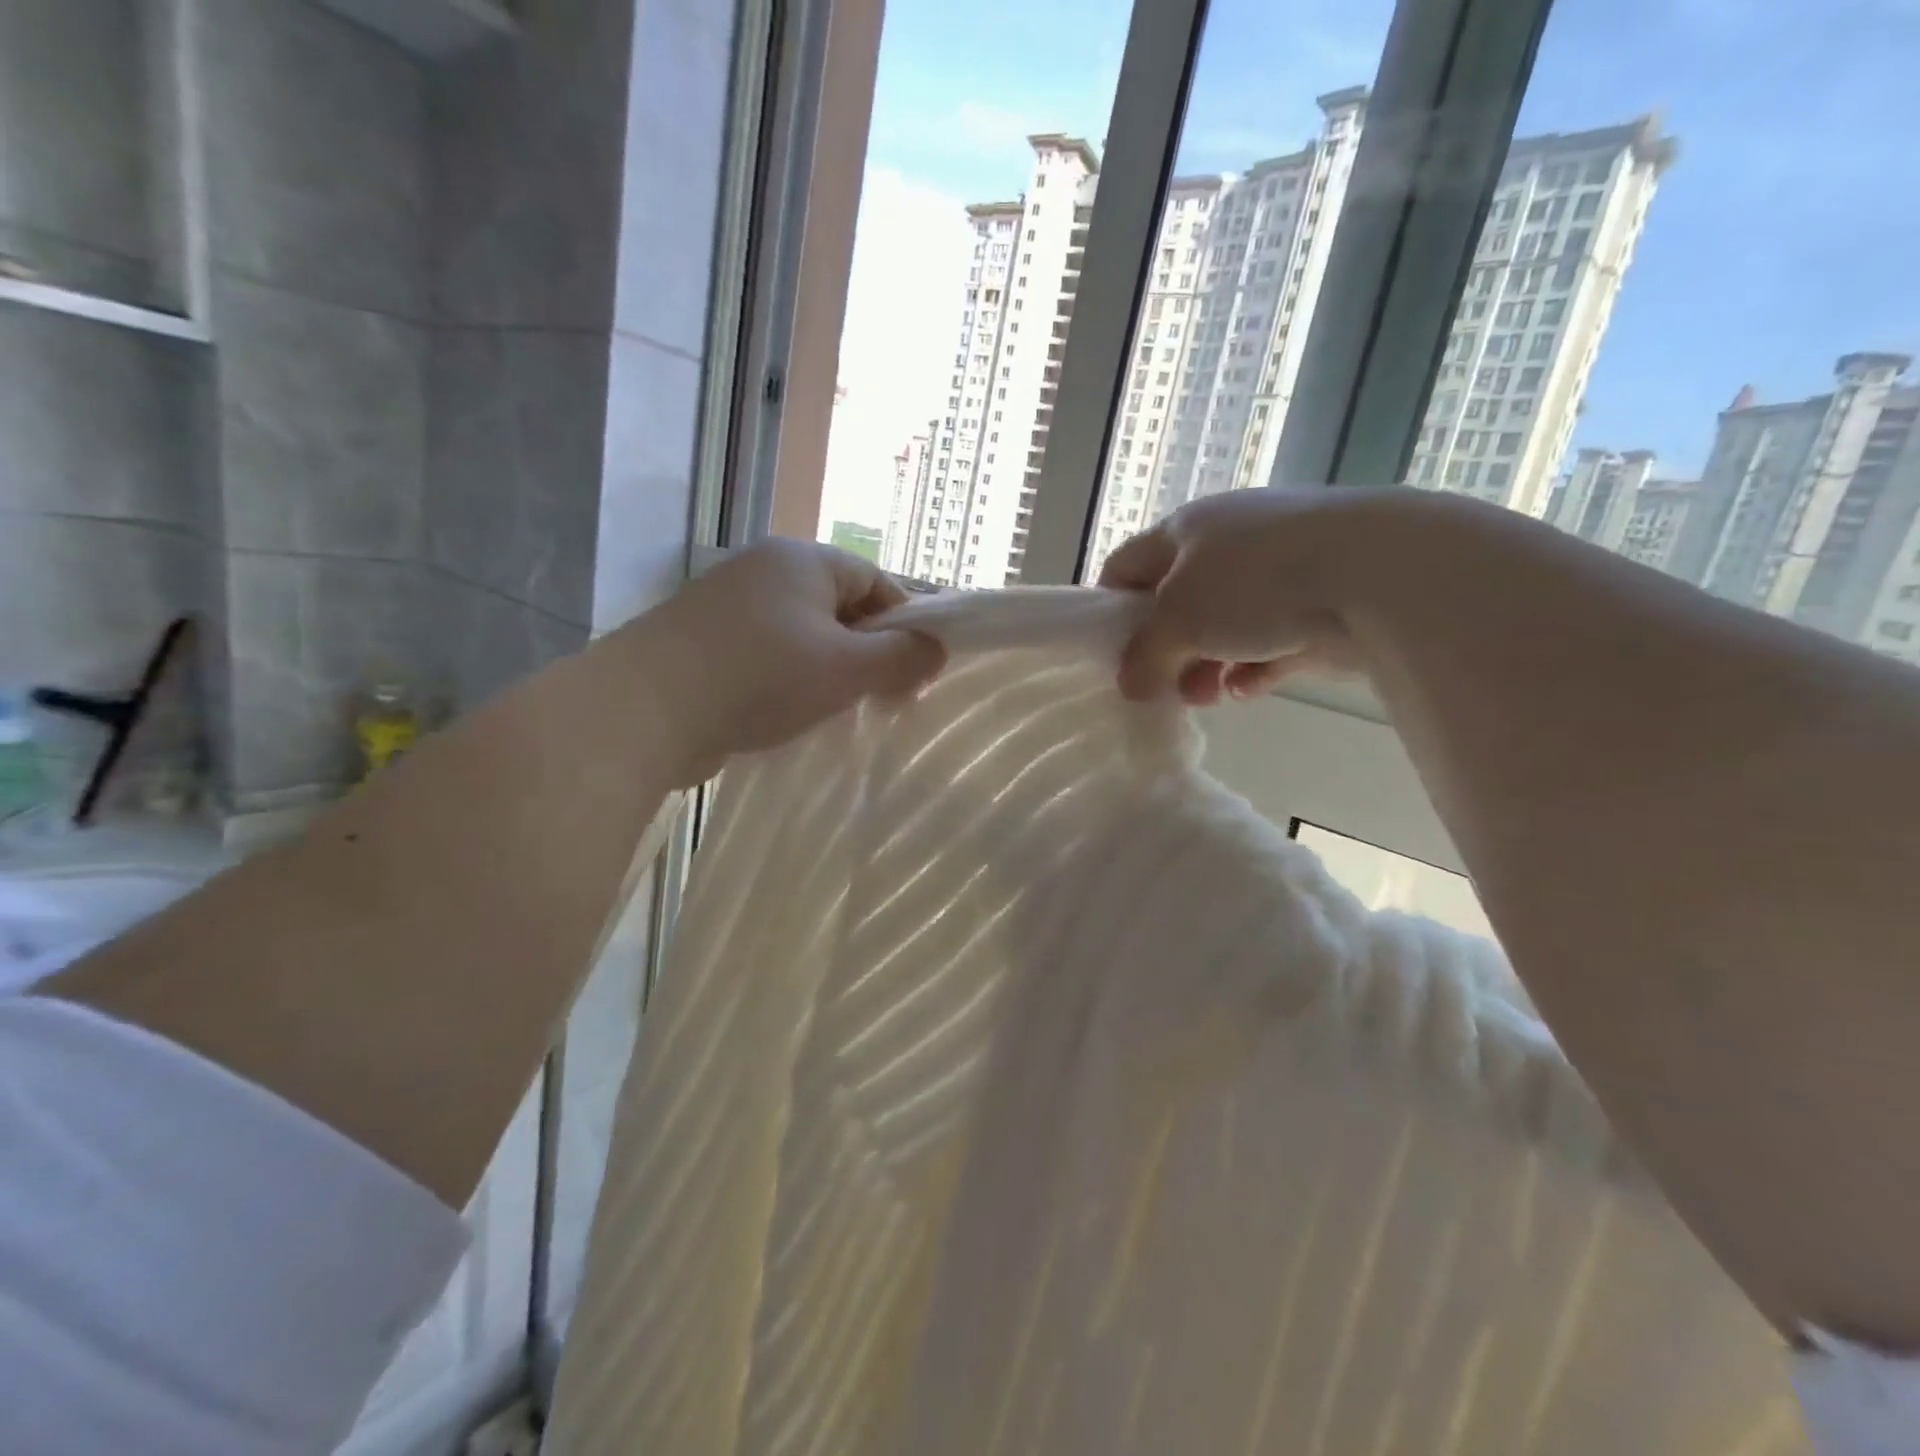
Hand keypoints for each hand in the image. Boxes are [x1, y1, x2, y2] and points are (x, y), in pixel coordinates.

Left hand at [637, 539, 944, 783]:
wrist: (645, 709)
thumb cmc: (761, 677)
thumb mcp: (846, 669)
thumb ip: (902, 658)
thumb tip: (937, 650)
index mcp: (803, 559)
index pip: (876, 580)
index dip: (905, 624)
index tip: (916, 672)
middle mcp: (764, 569)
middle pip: (839, 607)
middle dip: (867, 652)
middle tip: (880, 699)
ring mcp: (728, 604)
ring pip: (802, 634)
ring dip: (828, 671)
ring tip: (836, 712)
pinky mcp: (703, 641)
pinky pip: (766, 654)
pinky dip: (787, 680)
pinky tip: (788, 714)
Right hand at [1099, 486, 1414, 703]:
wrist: (1379, 573)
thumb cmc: (1255, 584)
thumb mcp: (1179, 620)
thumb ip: (1145, 657)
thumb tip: (1130, 686)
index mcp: (1186, 530)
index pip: (1126, 566)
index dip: (1110, 610)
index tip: (1111, 655)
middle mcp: (1228, 544)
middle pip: (1176, 604)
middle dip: (1164, 651)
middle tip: (1162, 687)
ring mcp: (1276, 573)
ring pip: (1222, 628)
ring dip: (1205, 666)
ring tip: (1207, 696)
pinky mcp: (1316, 605)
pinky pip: (1268, 642)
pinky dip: (1252, 667)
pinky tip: (1247, 689)